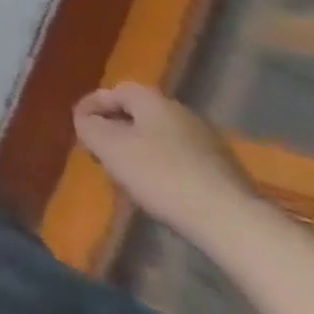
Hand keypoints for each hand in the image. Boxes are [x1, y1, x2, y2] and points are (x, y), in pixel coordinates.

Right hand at [73, 82, 255, 239]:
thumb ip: (89, 127)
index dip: (92, 106)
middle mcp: (182, 112)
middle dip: (117, 131)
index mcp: (153, 100)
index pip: (114, 91)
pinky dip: (164, 170)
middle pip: (138, 115)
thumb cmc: (162, 176)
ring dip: (140, 152)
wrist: (233, 222)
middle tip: (102, 153)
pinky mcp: (225, 173)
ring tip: (128, 177)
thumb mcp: (110, 148)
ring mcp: (208, 143)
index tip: (79, 127)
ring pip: (160, 139)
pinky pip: (182, 162)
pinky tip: (160, 193)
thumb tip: (86, 119)